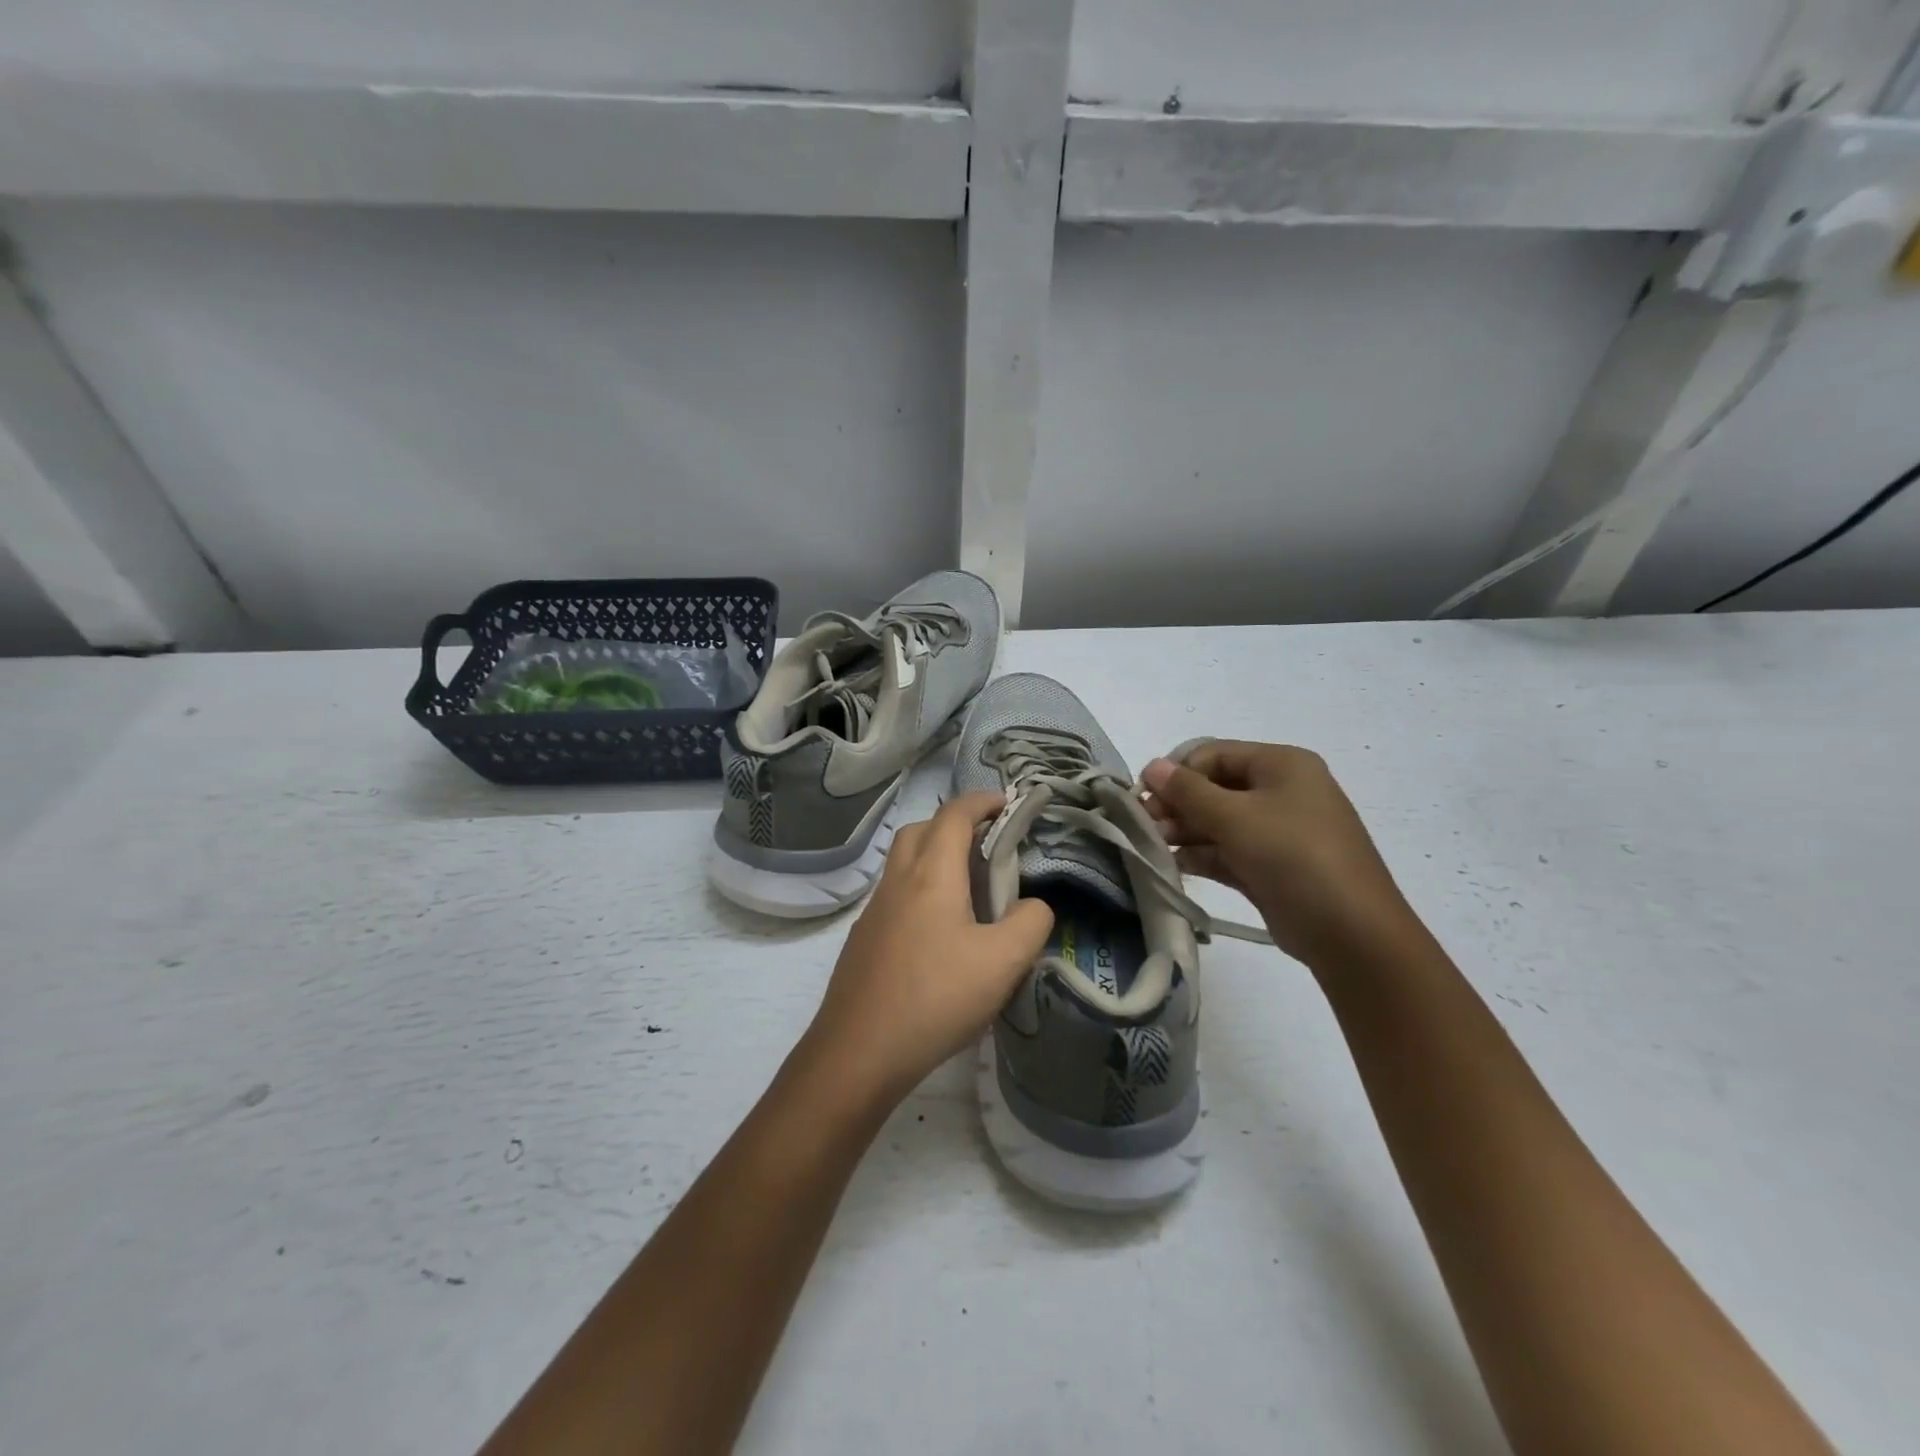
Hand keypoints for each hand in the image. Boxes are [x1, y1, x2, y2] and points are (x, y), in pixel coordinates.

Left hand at [805, 792, 1054, 1101]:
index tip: (1008, 803)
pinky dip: (920, 889)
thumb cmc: (935, 998)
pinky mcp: (863, 940)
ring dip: (934, 857)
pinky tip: (940, 932)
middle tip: (988, 845)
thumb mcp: (1003, 962)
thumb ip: (1030, 923)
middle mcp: (897, 882)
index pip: (954, 815)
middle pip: (921, 830)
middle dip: (954, 824)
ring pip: (903, 863)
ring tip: (970, 888)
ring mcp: (874, 911)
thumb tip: (1034, 906)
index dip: (982, 801)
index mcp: (931, 875)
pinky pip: (895, 895)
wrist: (858, 1052)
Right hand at [1140, 741, 1416, 966]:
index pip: (1214, 755)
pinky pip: (1229, 850)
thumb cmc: (1293, 857)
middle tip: (1146, 827)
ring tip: (1155, 847)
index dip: (1177, 773)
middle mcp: (1282, 791)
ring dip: (1185, 831)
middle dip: (1178, 805)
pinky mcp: (1272, 867)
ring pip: (1220, 821)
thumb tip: (1152, 766)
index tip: (1143, 798)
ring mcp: (1278, 831)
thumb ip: (1188, 791)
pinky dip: (1202, 855)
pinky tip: (1175, 864)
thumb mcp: (1236, 818)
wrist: (1351, 933)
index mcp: (1282, 765)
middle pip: (1215, 788)